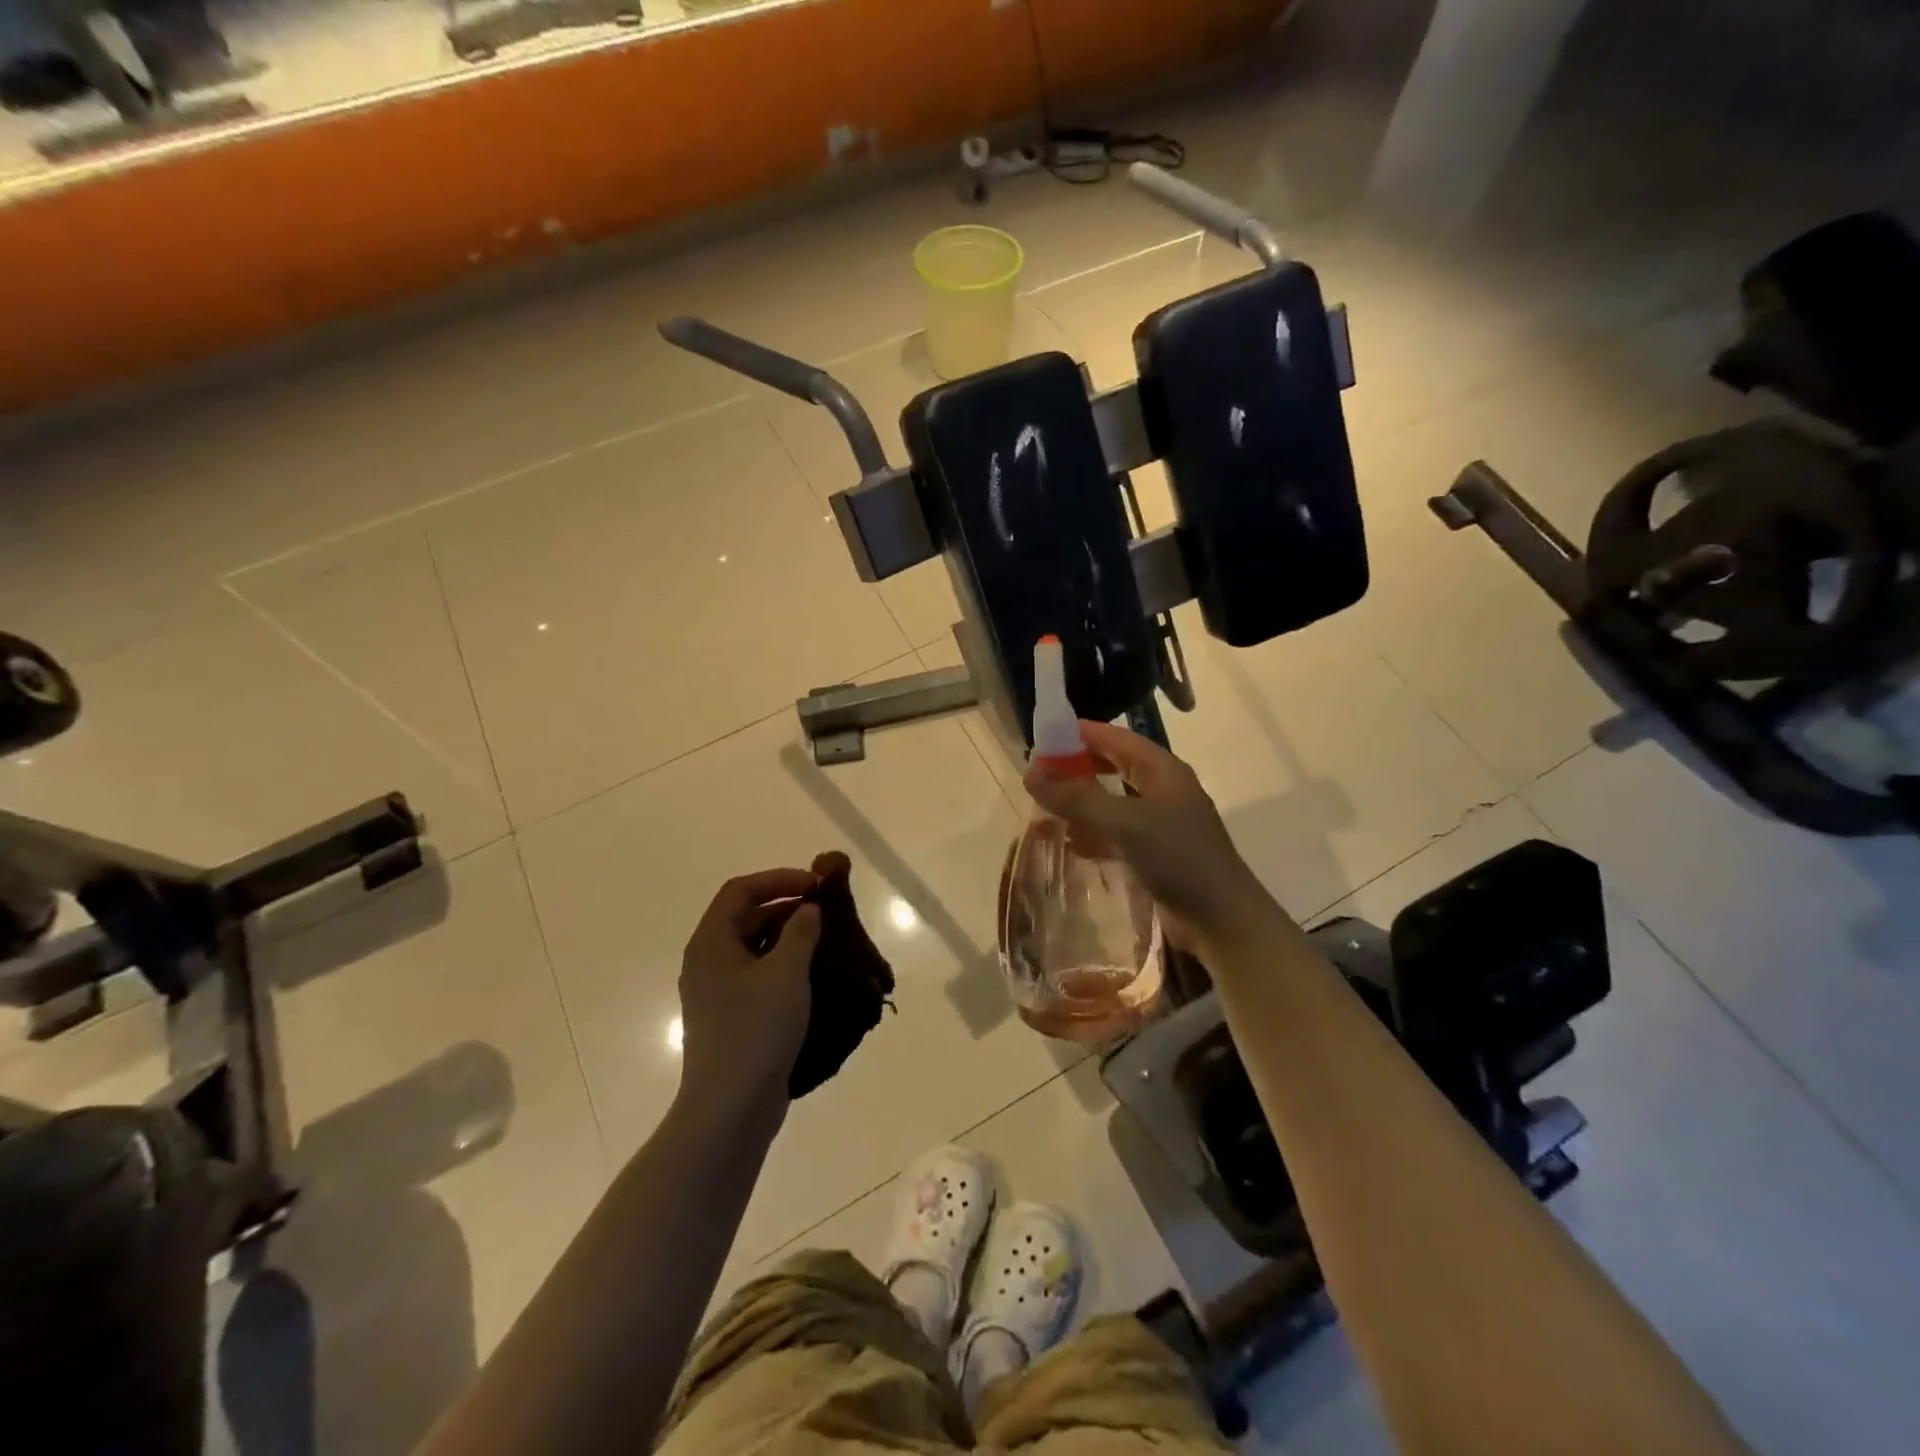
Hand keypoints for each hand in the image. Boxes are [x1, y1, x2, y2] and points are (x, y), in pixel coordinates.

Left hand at [677, 868, 822, 1112]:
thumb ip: (800, 931)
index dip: (779, 879)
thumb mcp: (786, 972)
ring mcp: (717, 993)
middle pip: (746, 916)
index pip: (740, 890)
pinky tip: (814, 977)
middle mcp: (708, 962)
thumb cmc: (756, 1030)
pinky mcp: (731, 1019)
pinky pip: (758, 977)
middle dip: (786, 907)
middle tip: (826, 911)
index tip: (816, 885)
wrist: (730, 1109)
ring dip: (788, 938)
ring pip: (754, 948)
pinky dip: (784, 967)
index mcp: (711, 942)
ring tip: (826, 941)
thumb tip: (807, 910)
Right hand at [1023, 720, 1270, 947]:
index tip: (1041, 738)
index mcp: (1162, 770)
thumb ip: (1076, 798)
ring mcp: (1160, 823)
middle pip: (1113, 766)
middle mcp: (1162, 790)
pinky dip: (1093, 833)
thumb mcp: (1123, 822)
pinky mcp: (1155, 853)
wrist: (1222, 919)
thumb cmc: (1177, 858)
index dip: (1079, 734)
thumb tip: (1030, 773)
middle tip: (1038, 775)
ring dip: (1081, 802)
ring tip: (1045, 807)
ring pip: (1112, 801)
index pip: (1115, 737)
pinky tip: (1070, 843)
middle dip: (1076, 768)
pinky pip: (1116, 833)